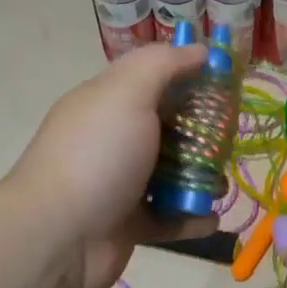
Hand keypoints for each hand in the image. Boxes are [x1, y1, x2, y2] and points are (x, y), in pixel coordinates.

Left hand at [8, 43, 218, 287]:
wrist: (56, 238)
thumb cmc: (96, 156)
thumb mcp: (127, 93)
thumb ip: (163, 64)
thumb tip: (200, 49)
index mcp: (108, 102)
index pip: (155, 77)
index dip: (191, 74)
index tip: (228, 80)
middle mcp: (114, 139)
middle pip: (169, 126)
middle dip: (203, 131)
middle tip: (230, 138)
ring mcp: (120, 183)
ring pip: (172, 173)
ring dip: (201, 177)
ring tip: (221, 184)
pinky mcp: (129, 224)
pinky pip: (169, 217)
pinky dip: (192, 217)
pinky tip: (213, 217)